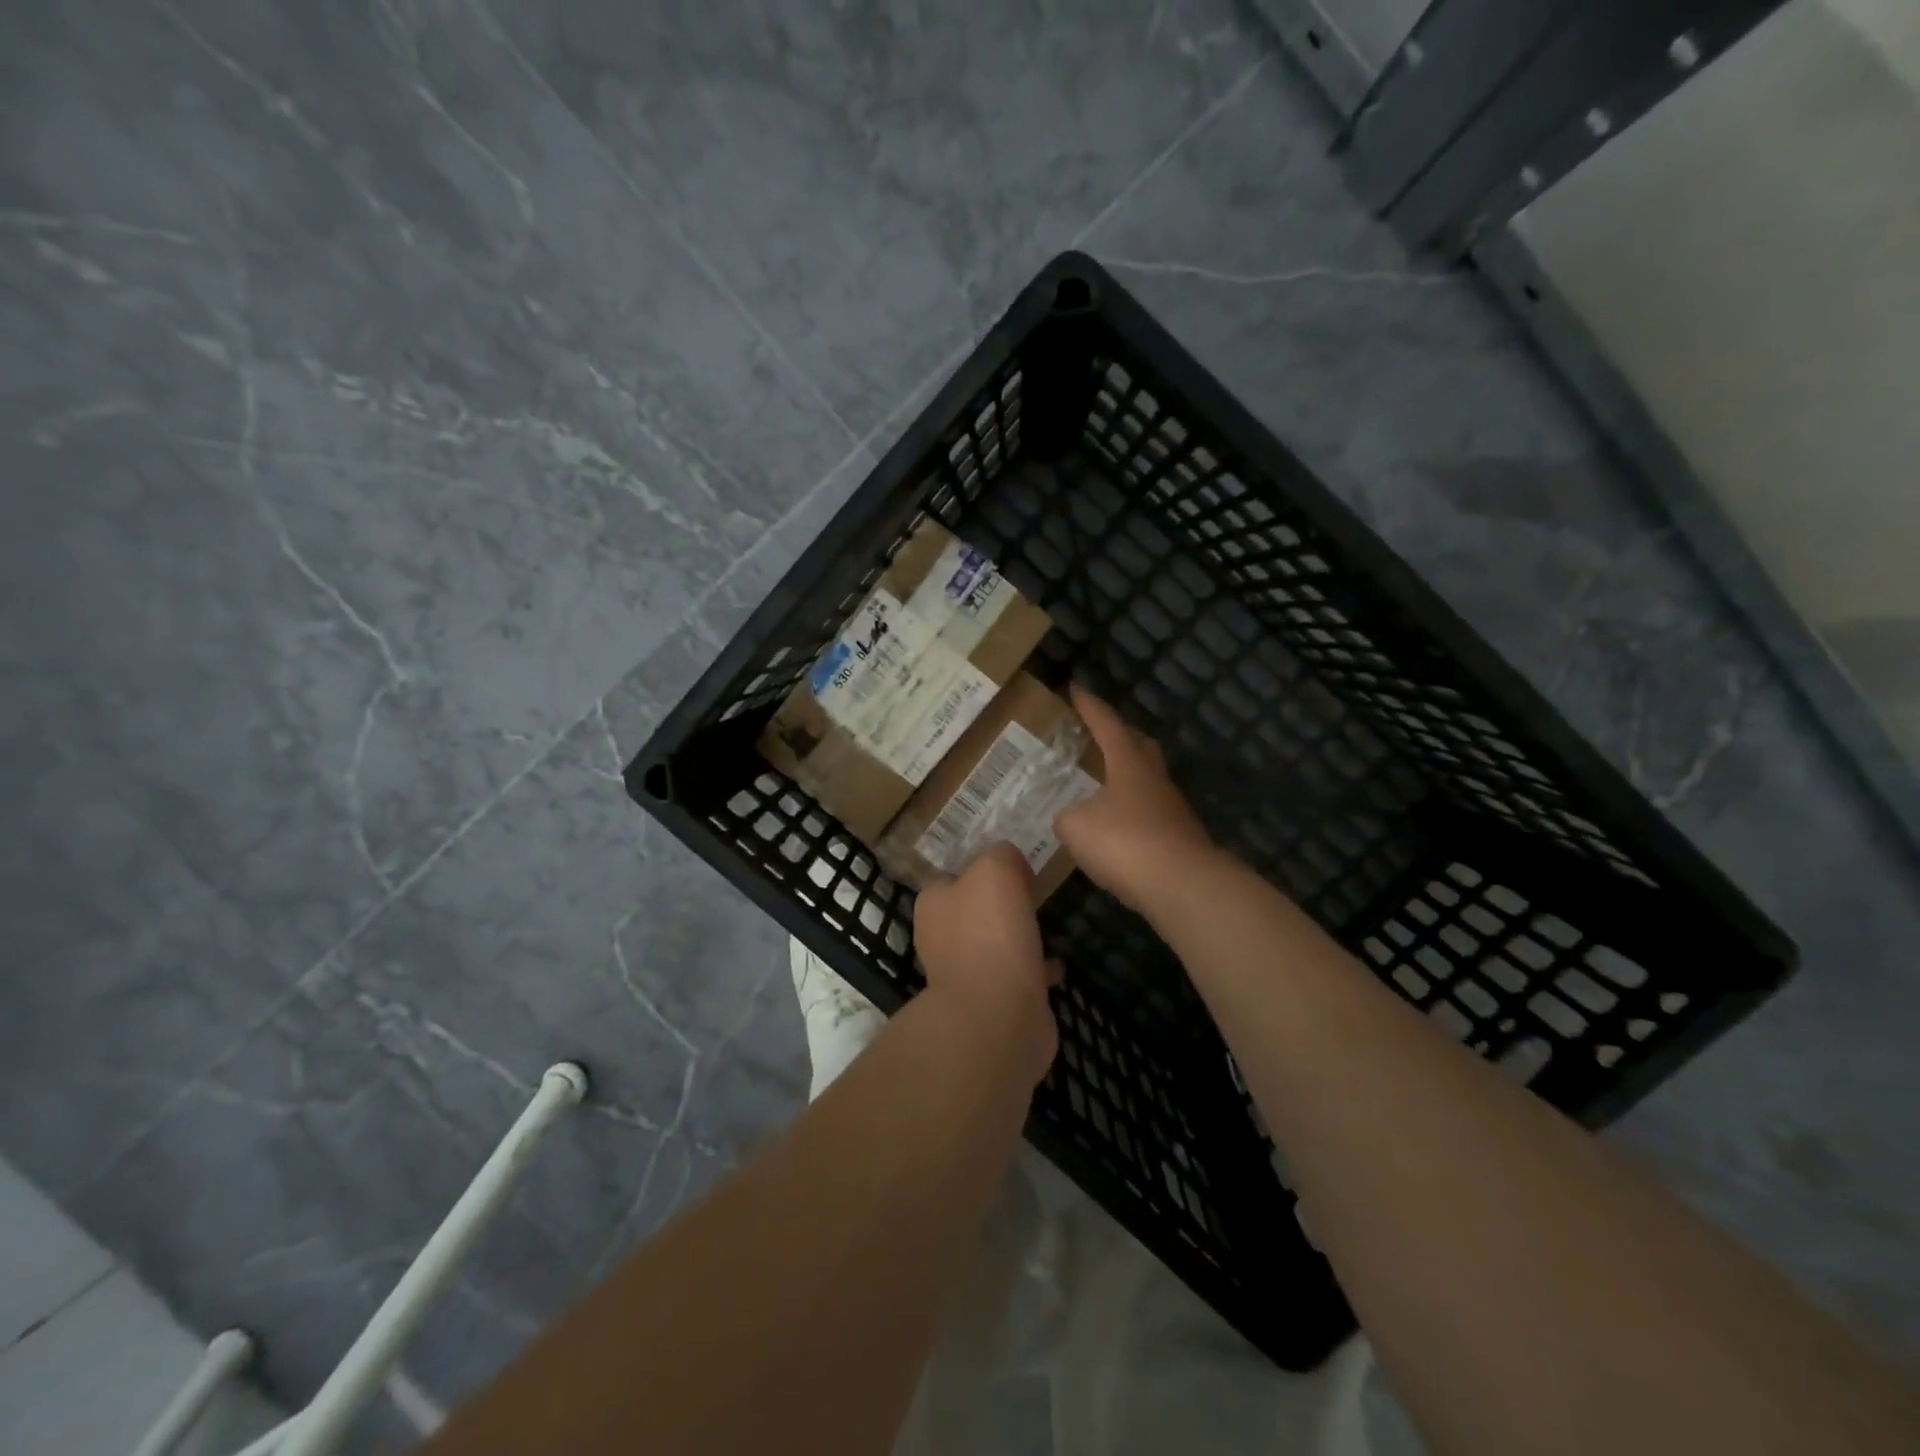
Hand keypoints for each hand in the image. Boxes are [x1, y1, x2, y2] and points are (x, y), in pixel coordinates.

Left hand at [913, 843, 1059, 1084]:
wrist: (997, 1016)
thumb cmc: (990, 933)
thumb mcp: (995, 870)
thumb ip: (1001, 855)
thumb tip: (1010, 862)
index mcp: (933, 903)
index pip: (954, 875)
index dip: (984, 868)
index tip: (1017, 869)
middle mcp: (940, 937)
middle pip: (974, 910)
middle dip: (1002, 905)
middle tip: (1035, 896)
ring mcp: (964, 974)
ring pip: (995, 944)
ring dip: (1019, 937)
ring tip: (1048, 927)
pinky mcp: (991, 1003)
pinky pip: (1016, 977)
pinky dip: (1034, 970)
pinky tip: (1056, 966)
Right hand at [1055, 684, 1218, 916]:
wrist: (1182, 886)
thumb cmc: (1125, 842)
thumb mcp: (1076, 826)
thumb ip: (1066, 816)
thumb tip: (1070, 818)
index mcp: (1129, 763)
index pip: (1107, 724)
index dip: (1090, 706)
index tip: (1076, 688)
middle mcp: (1154, 779)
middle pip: (1139, 746)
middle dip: (1119, 736)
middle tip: (1097, 734)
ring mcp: (1170, 810)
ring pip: (1145, 782)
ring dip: (1124, 779)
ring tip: (1098, 788)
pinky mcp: (1177, 839)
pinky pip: (1147, 815)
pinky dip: (1129, 814)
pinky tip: (1113, 830)